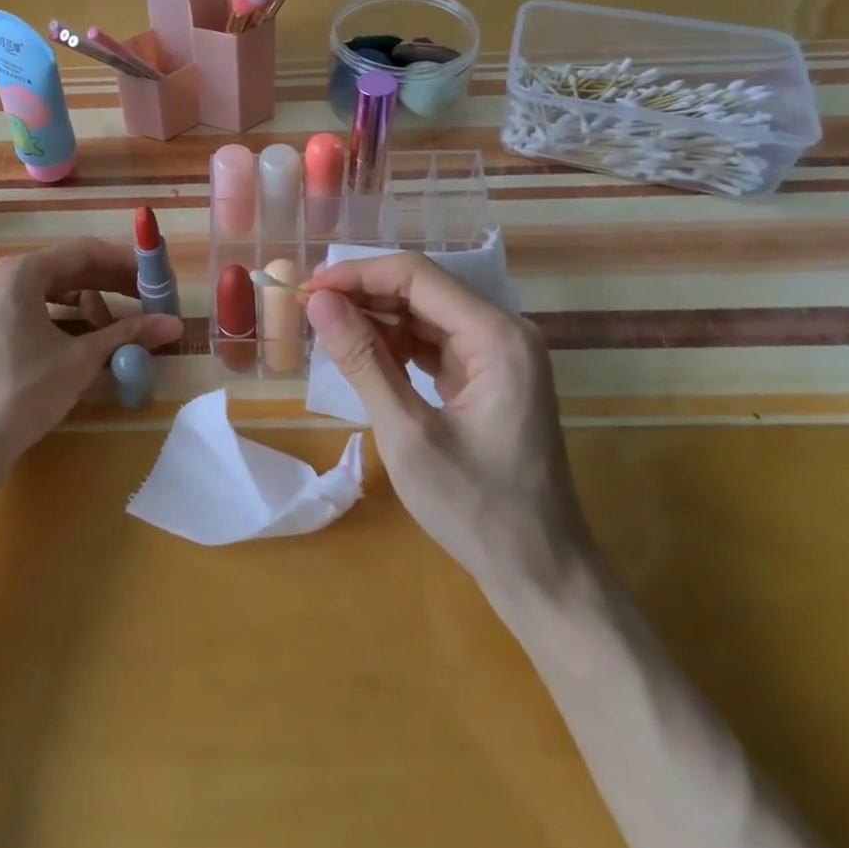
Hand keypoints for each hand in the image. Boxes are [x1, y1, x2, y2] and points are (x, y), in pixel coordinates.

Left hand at [0, 238, 182, 478]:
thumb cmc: (22, 392)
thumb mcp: (81, 360)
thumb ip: (128, 335)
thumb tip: (176, 324)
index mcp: (22, 272)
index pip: (85, 252)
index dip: (126, 262)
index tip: (157, 277)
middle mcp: (4, 279)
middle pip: (69, 268)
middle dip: (111, 283)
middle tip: (149, 299)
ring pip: (54, 291)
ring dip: (92, 303)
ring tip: (120, 326)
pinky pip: (38, 310)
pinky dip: (68, 319)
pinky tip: (87, 339)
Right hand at [303, 252, 588, 588]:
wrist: (541, 572)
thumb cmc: (476, 509)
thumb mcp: (407, 434)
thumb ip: (363, 361)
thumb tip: (319, 303)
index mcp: (496, 336)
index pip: (417, 276)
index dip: (357, 275)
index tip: (308, 291)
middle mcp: (504, 332)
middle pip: (422, 289)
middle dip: (365, 296)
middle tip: (310, 312)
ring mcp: (499, 354)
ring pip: (425, 313)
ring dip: (377, 320)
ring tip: (329, 334)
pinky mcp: (489, 375)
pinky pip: (435, 342)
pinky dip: (397, 345)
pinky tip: (365, 357)